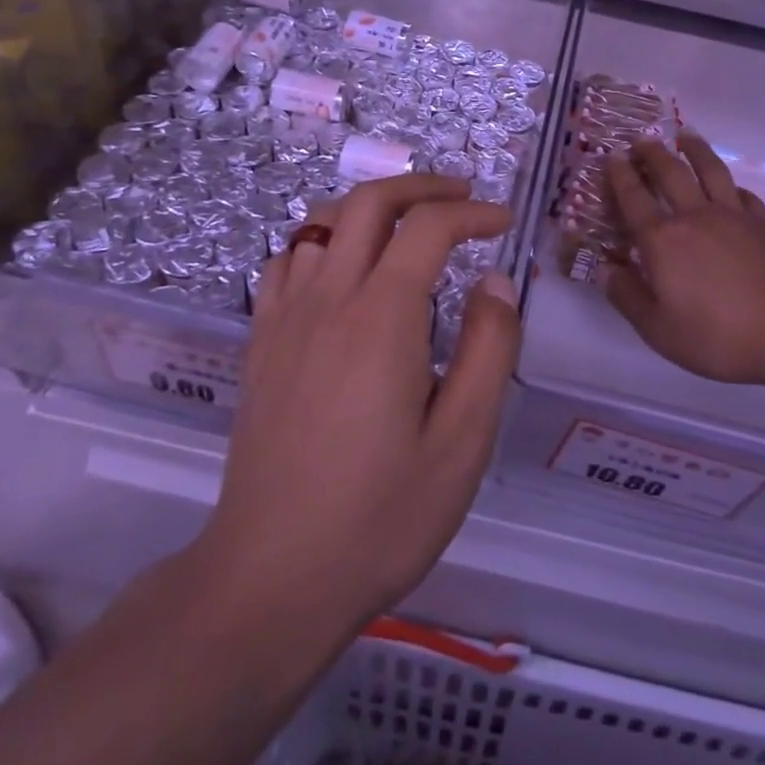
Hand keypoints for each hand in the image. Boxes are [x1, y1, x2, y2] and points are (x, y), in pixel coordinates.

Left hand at [201, 174, 520, 639]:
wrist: (270, 579)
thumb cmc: (379, 516)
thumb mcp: (461, 442)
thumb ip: (488, 350)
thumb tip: (496, 282)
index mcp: (382, 317)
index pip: (427, 227)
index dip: (472, 213)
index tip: (503, 223)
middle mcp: (329, 298)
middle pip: (368, 202)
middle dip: (421, 186)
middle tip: (461, 197)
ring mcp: (285, 317)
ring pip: (321, 222)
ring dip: (370, 208)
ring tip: (407, 226)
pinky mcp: (261, 343)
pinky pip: (287, 261)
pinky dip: (322, 242)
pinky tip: (342, 271)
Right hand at [604, 132, 764, 386]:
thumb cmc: (722, 336)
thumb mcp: (660, 330)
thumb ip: (628, 297)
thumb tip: (605, 269)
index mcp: (663, 241)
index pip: (634, 199)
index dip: (620, 176)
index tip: (612, 156)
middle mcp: (695, 217)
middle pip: (670, 174)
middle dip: (652, 154)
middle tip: (641, 140)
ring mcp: (735, 216)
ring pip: (710, 171)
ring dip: (694, 150)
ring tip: (685, 136)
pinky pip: (742, 193)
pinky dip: (730, 184)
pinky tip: (730, 185)